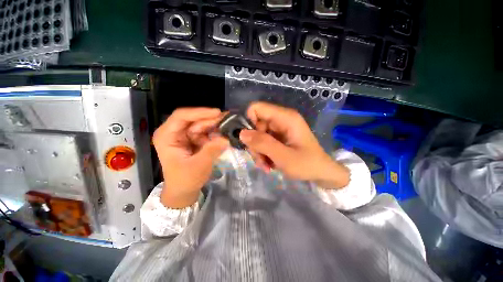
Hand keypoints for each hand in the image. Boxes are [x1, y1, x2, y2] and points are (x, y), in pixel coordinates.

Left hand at [153, 108, 228, 207]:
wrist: (184, 190)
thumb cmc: (186, 180)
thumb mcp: (199, 166)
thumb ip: (212, 150)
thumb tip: (226, 139)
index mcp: (167, 136)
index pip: (181, 116)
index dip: (200, 112)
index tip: (217, 112)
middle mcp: (174, 132)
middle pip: (194, 119)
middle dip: (211, 119)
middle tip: (229, 119)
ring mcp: (185, 136)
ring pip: (202, 125)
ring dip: (215, 126)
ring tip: (230, 125)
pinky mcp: (193, 140)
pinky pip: (206, 132)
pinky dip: (215, 133)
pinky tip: (225, 133)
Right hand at [239, 102, 349, 188]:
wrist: (321, 173)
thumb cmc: (307, 165)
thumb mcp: (283, 156)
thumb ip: (262, 143)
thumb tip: (241, 133)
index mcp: (285, 118)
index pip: (257, 108)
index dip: (249, 122)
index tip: (251, 141)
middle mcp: (281, 120)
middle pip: (255, 125)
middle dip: (255, 144)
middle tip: (261, 160)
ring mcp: (279, 129)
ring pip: (257, 136)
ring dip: (259, 152)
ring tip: (266, 166)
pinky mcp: (279, 138)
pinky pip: (263, 142)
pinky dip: (263, 154)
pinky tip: (269, 165)